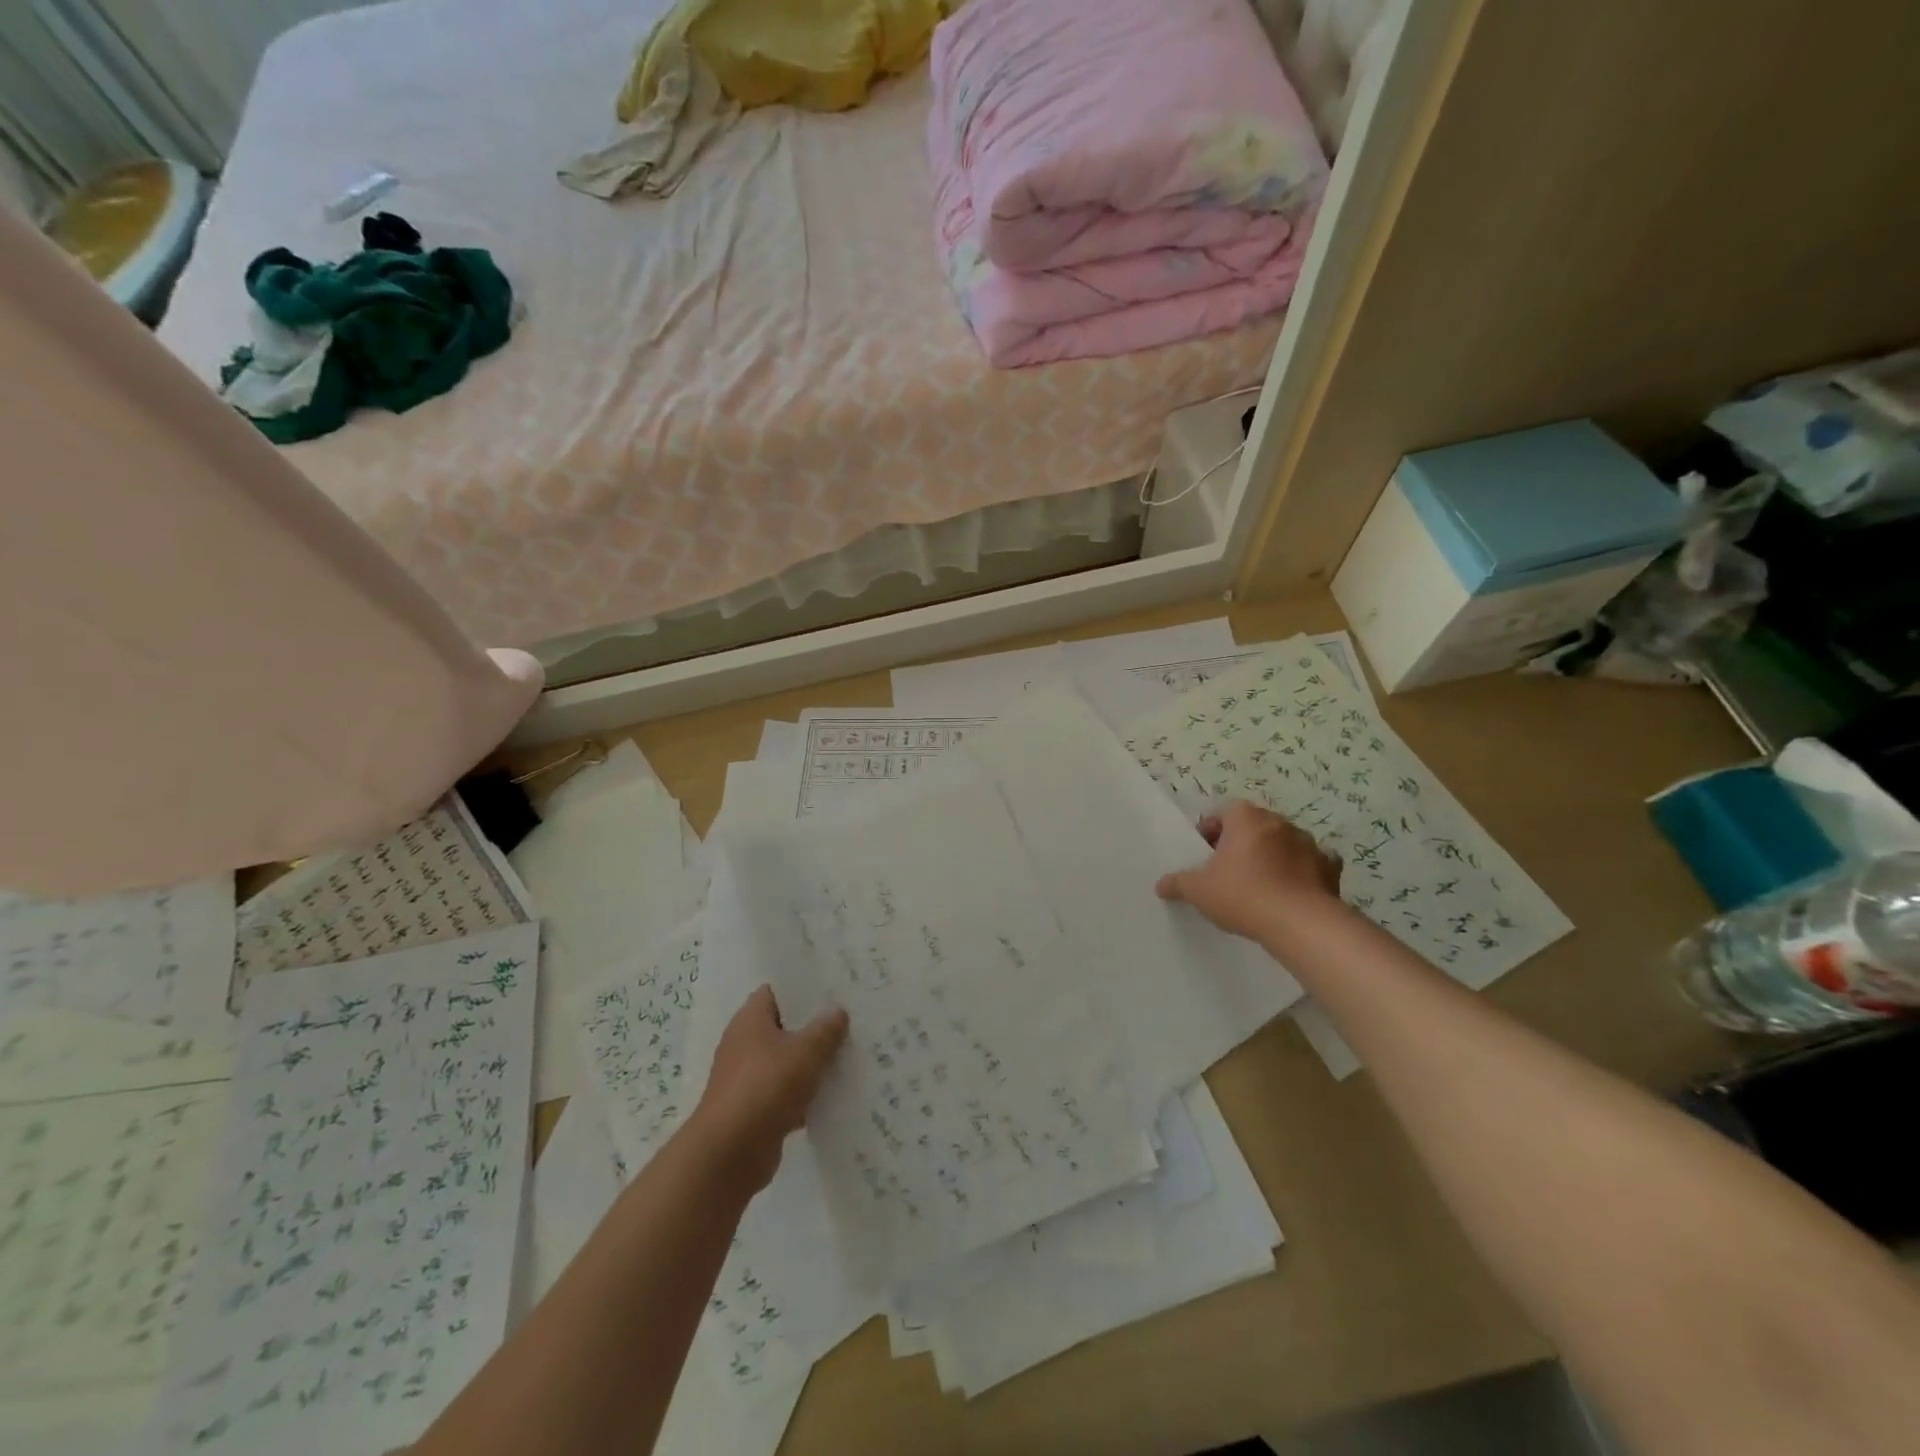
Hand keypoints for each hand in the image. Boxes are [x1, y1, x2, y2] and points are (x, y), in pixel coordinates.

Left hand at [692, 986, 848, 1192]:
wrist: (729, 1155)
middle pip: (785, 1026)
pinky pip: (787, 1092)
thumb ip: (825, 1029)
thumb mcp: (805, 1052)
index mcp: (750, 1020)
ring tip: (851, 1053)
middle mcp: (745, 1044)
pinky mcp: (755, 1109)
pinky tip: (836, 1094)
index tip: (834, 987)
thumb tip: (838, 1011)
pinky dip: (807, 1094)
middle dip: (815, 1025)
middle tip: (851, 1018)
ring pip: (788, 1061)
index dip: (803, 987)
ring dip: (813, 1062)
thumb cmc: (765, 1087)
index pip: (777, 991)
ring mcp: (749, 1078)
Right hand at [1156, 800, 1342, 940]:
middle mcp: (1279, 822)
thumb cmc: (1243, 895)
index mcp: (1246, 818)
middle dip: (1240, 842)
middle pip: (1254, 825)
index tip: (1204, 853)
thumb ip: (1178, 883)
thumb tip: (1161, 884)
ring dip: (1271, 855)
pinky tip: (1292, 890)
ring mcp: (1308, 843)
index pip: (1224, 811)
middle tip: (1227, 869)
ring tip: (1259, 884)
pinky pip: (1312, 862)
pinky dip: (1302, 871)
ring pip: (1283, 842)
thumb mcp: (1198, 890)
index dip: (1211, 830)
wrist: (1301, 924)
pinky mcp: (1329, 867)